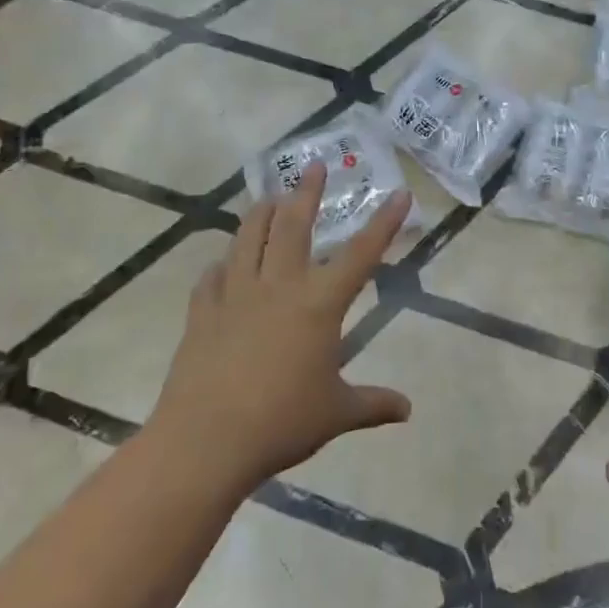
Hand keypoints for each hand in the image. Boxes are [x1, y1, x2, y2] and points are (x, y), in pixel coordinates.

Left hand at [153, 163, 412, 493]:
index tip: (400, 193)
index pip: (360, 254)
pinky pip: (212, 277)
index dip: (384, 223)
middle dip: (307, 193)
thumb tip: (407, 410)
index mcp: (318, 304)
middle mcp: (278, 287)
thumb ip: (373, 404)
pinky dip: (222, 264)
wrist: (206, 441)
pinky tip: (223, 264)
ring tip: (269, 197)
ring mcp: (235, 295)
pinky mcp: (202, 312)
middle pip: (293, 226)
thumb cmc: (281, 422)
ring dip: (261, 213)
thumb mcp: (336, 413)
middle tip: (313, 166)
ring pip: (248, 239)